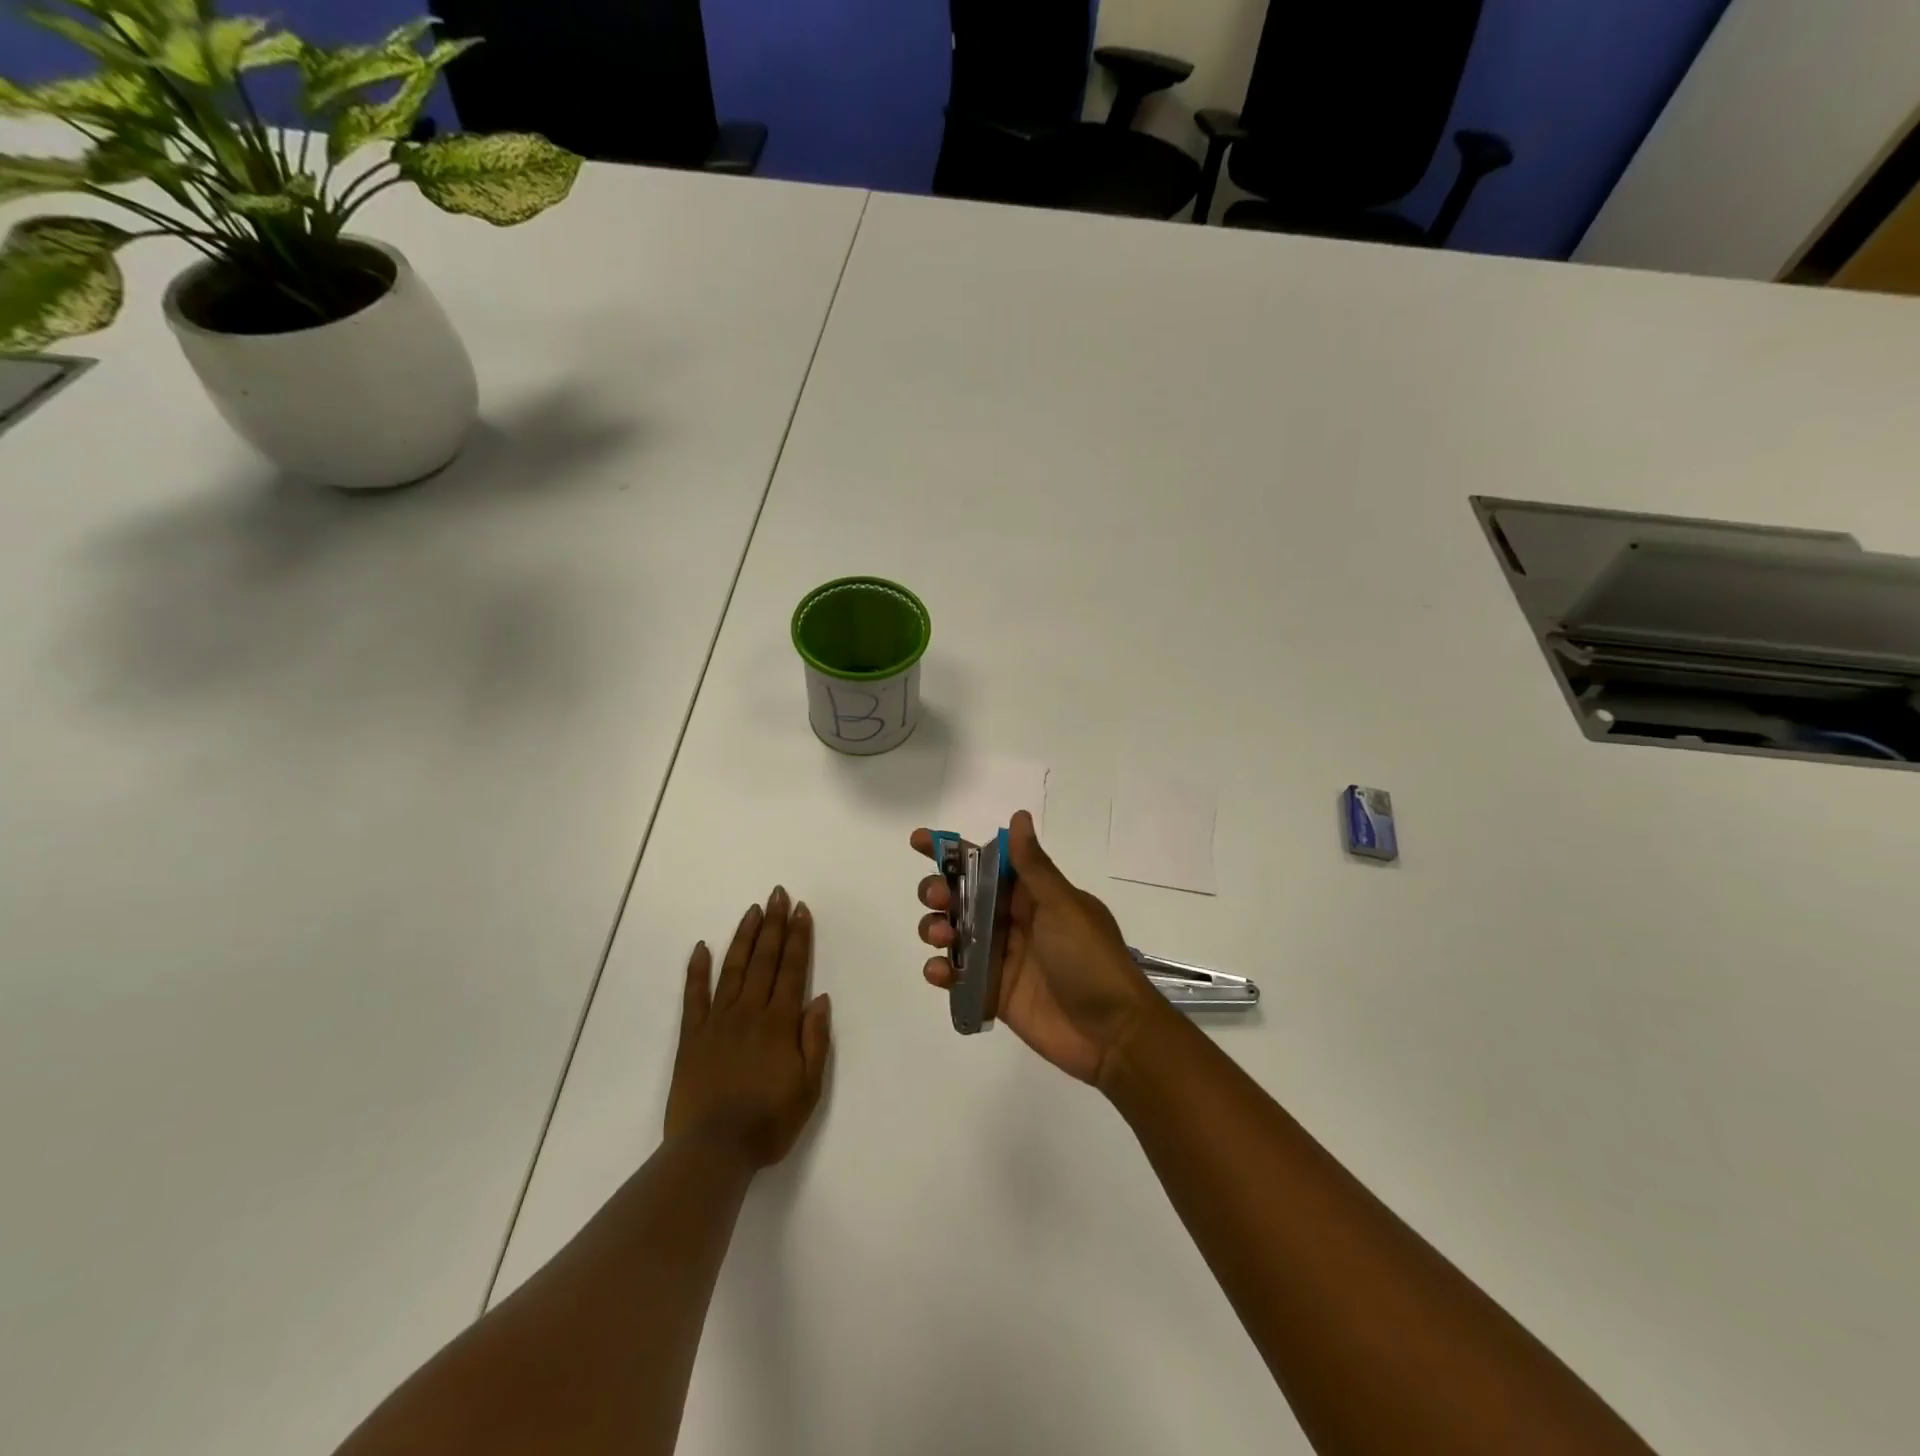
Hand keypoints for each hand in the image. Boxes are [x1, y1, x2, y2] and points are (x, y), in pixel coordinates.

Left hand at [665, 887, 831, 1167]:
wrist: (713, 1150)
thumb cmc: (768, 1122)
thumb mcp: (808, 1087)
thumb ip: (815, 1040)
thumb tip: (819, 998)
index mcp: (780, 1023)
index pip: (792, 970)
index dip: (798, 938)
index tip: (800, 910)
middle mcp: (749, 1012)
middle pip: (764, 960)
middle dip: (773, 925)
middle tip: (777, 894)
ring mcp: (717, 1022)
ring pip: (733, 969)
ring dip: (744, 937)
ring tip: (752, 910)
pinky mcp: (691, 1037)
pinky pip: (694, 996)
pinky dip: (697, 970)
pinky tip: (701, 947)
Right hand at [912, 811, 1164, 1085]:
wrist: (1111, 1033)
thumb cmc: (1090, 960)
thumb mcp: (1063, 906)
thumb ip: (1033, 867)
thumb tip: (1019, 816)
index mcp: (1033, 895)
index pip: (987, 863)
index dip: (953, 851)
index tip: (919, 841)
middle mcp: (1013, 920)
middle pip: (962, 896)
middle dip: (939, 890)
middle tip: (937, 897)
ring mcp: (1001, 957)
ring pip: (954, 932)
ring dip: (935, 927)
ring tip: (942, 936)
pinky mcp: (992, 992)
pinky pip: (958, 975)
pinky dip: (941, 970)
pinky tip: (941, 972)